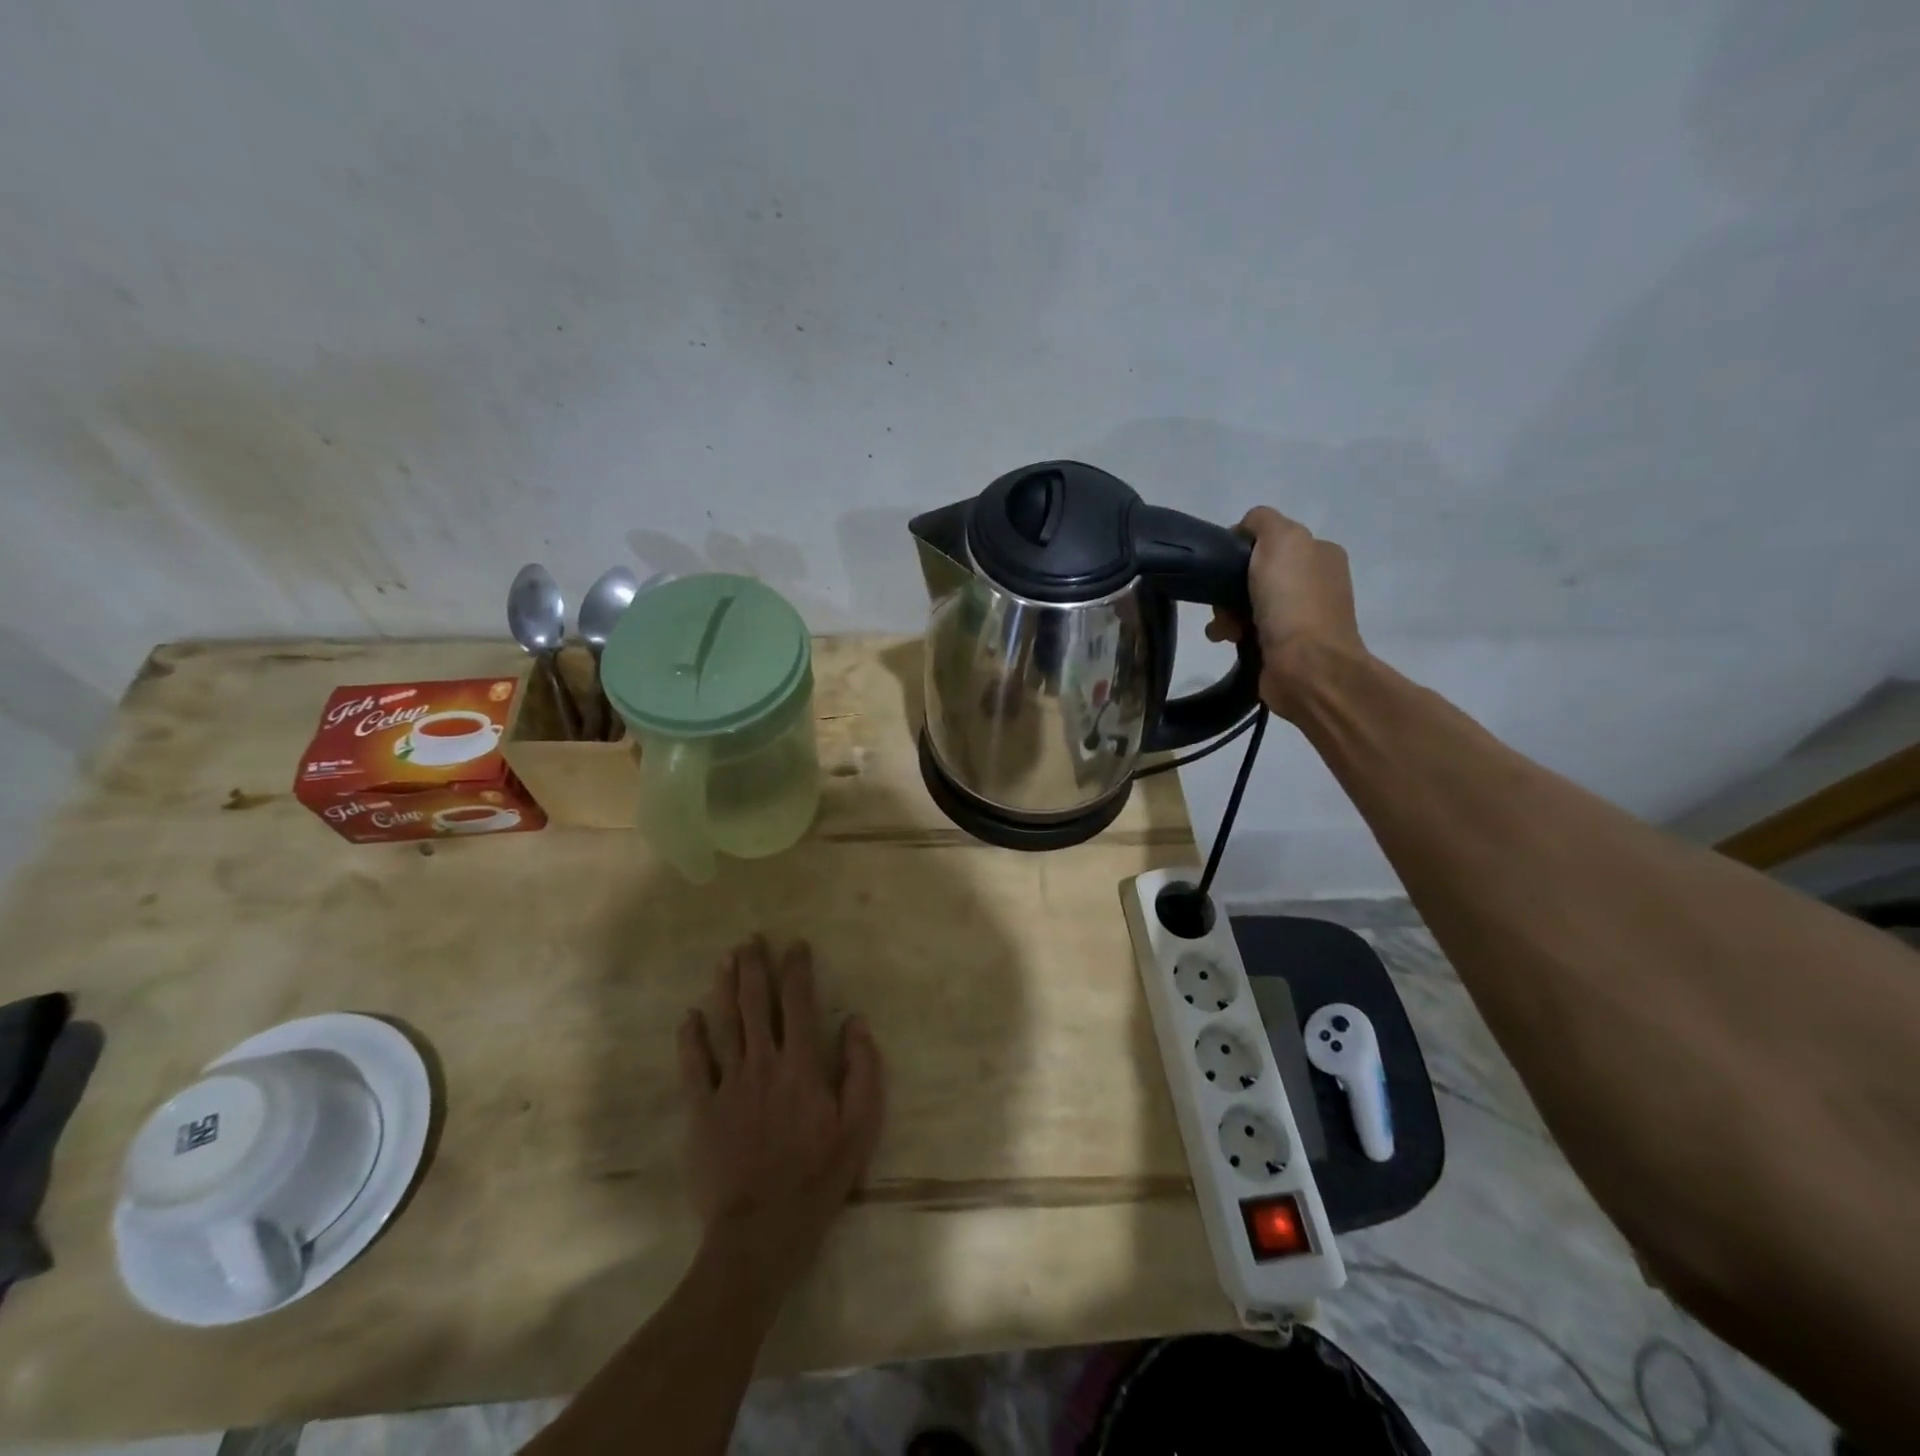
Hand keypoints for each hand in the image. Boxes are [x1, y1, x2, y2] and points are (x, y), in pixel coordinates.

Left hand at [677, 936, 885, 1290]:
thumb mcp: (860, 1126)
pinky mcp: (701, 1109)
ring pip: (725, 1023)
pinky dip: (690, 1037)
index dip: (797, 968)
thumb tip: (855, 1021)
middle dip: (755, 966)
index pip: (799, 1002)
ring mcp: (728, 1084)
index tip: (796, 945)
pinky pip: (692, 1065)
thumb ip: (863, 1069)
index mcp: (802, 1065)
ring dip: (725, 987)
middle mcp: (763, 1062)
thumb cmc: (818, 1177)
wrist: (760, 1231)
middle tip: (752, 939)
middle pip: (756, 1002)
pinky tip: (689, 1016)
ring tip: (725, 959)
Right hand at [1207, 506, 1368, 718]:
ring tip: (1223, 628)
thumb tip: (1244, 530)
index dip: (1241, 549)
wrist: (1307, 667)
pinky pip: (1247, 630)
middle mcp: (1314, 582)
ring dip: (1225, 612)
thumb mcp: (1281, 540)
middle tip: (1221, 602)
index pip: (1271, 539)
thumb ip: (1262, 521)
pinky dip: (1232, 633)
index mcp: (1320, 553)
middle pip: (1254, 573)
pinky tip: (1227, 640)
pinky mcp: (1284, 647)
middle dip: (1229, 586)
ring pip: (1246, 603)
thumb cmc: (1293, 601)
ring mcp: (1301, 617)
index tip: (1224, 565)